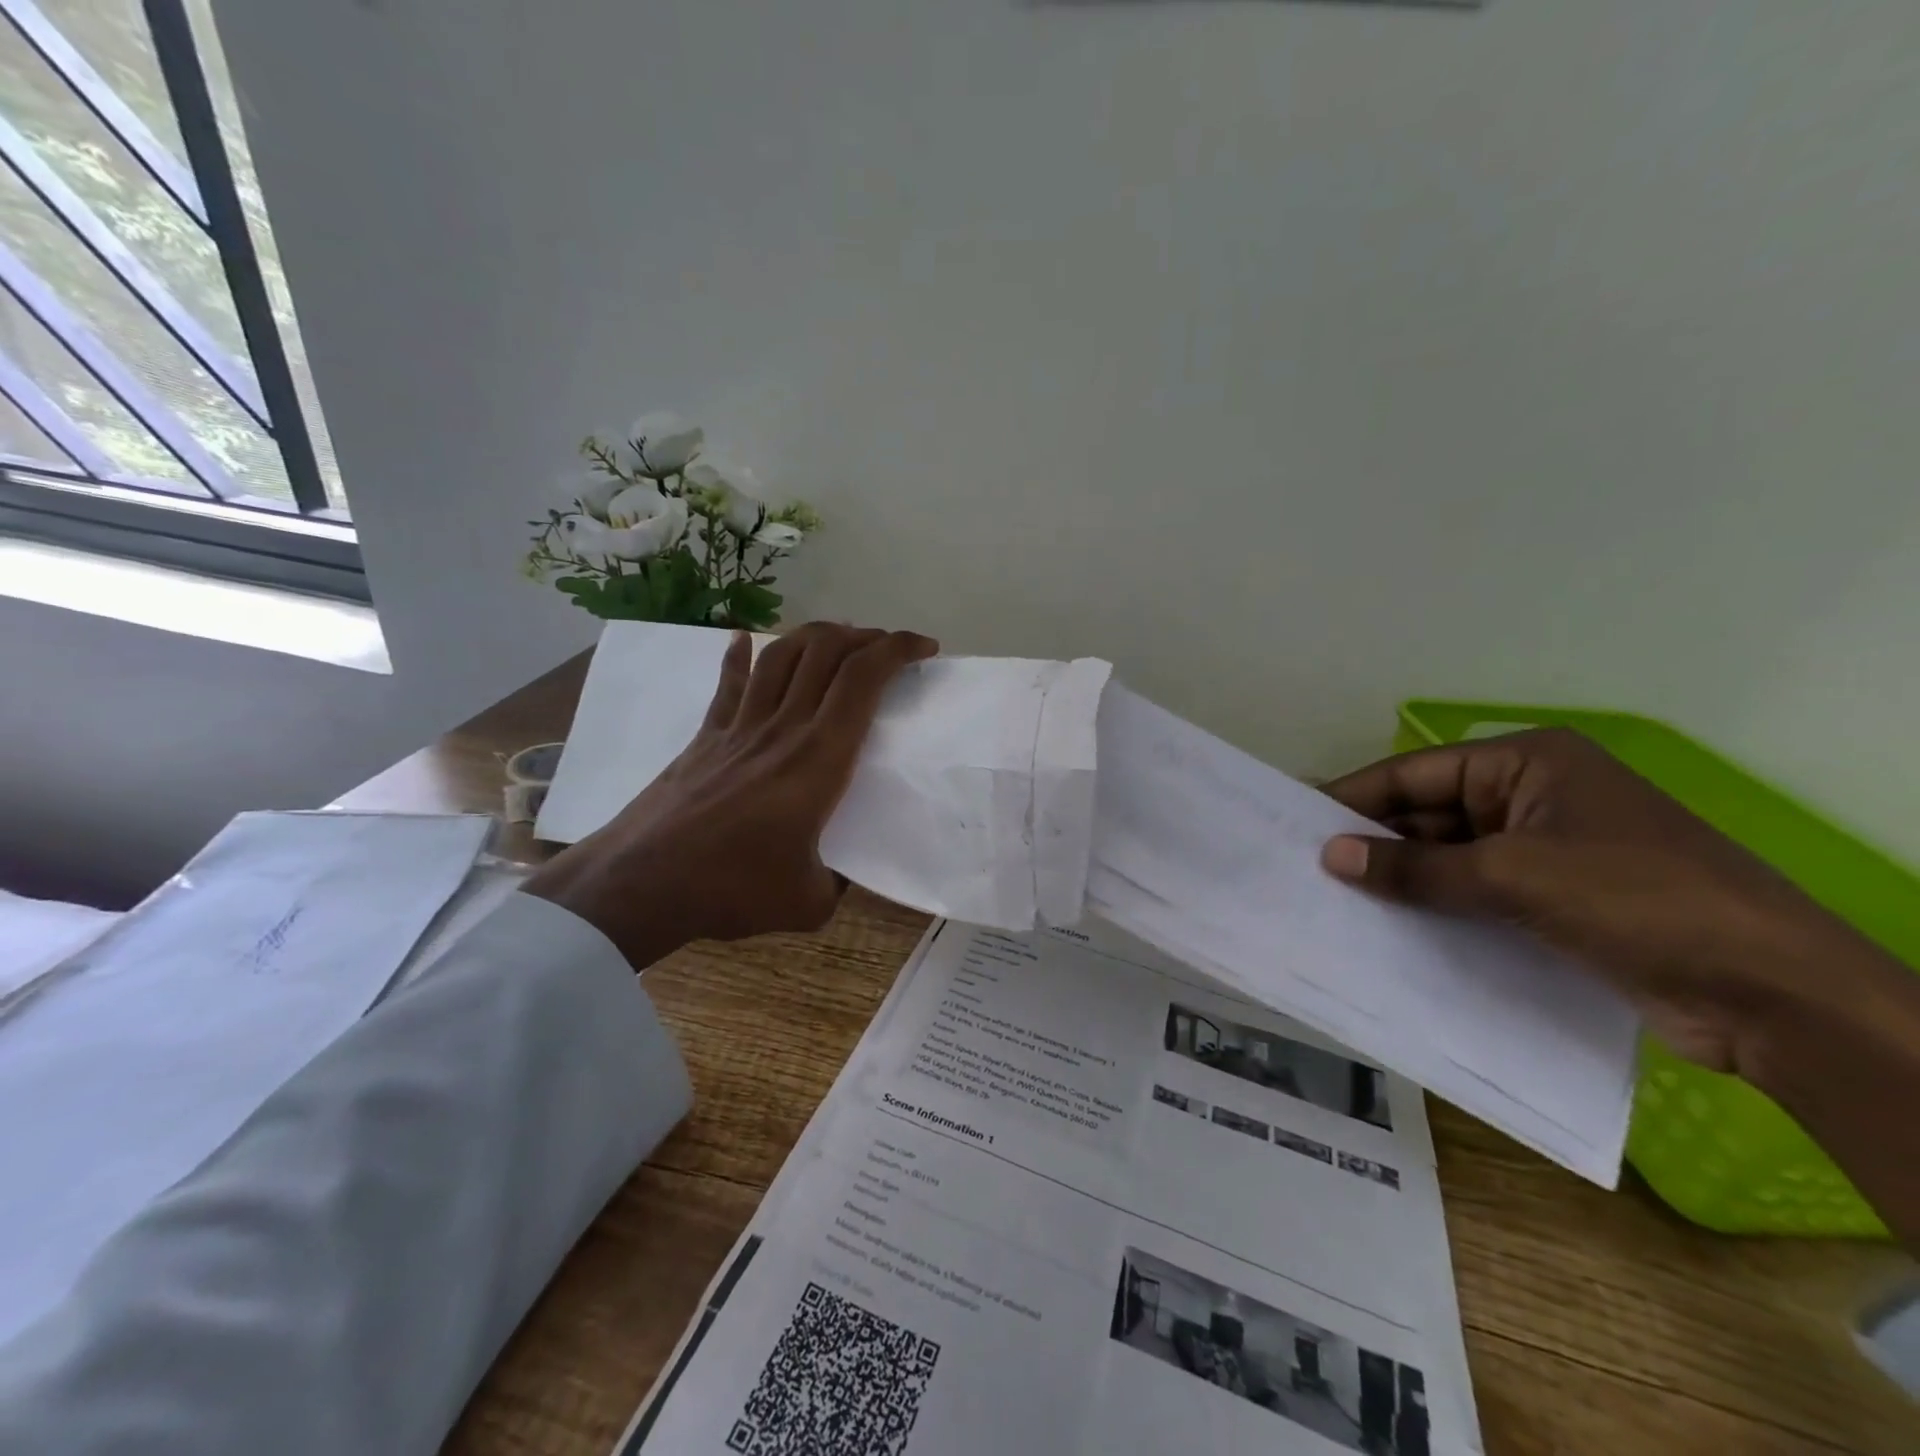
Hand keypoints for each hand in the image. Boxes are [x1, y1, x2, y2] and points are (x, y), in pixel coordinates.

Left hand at [525, 622, 937, 969]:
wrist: (641, 883)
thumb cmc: (732, 888)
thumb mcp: (809, 902)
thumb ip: (836, 884)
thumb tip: (839, 877)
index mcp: (820, 758)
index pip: (864, 679)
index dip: (897, 650)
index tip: (924, 649)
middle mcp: (783, 727)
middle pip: (826, 652)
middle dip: (866, 636)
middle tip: (887, 647)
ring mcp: (739, 726)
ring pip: (782, 655)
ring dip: (816, 636)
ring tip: (838, 638)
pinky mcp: (706, 736)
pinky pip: (729, 684)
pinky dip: (740, 656)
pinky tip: (743, 640)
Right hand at [1317, 728, 1896, 1078]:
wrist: (1773, 994)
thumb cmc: (1637, 900)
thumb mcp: (1513, 876)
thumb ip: (1415, 868)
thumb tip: (1331, 856)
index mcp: (1527, 764)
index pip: (1416, 773)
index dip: (1354, 797)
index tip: (1297, 820)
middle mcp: (1530, 796)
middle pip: (1428, 813)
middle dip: (1374, 841)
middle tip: (1307, 867)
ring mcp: (1544, 848)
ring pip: (1448, 856)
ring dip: (1402, 878)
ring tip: (1333, 899)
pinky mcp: (1553, 897)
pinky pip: (1474, 891)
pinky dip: (1435, 905)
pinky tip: (1389, 926)